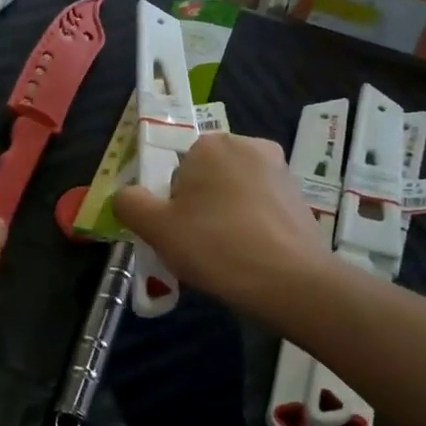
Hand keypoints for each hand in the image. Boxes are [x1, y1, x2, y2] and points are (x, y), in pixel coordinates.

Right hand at [111, 133, 325, 320]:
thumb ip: (130, 204)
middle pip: (206, 178)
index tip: (174, 232)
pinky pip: (260, 209)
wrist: (291, 282)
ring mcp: (280, 171)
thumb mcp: (156, 228)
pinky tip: (249, 258)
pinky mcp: (299, 198)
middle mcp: (248, 145)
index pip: (175, 168)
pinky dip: (250, 228)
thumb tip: (126, 196)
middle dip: (197, 208)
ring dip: (223, 218)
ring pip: (233, 194)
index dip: (169, 202)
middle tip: (195, 247)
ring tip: (223, 257)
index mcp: (211, 144)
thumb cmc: (217, 246)